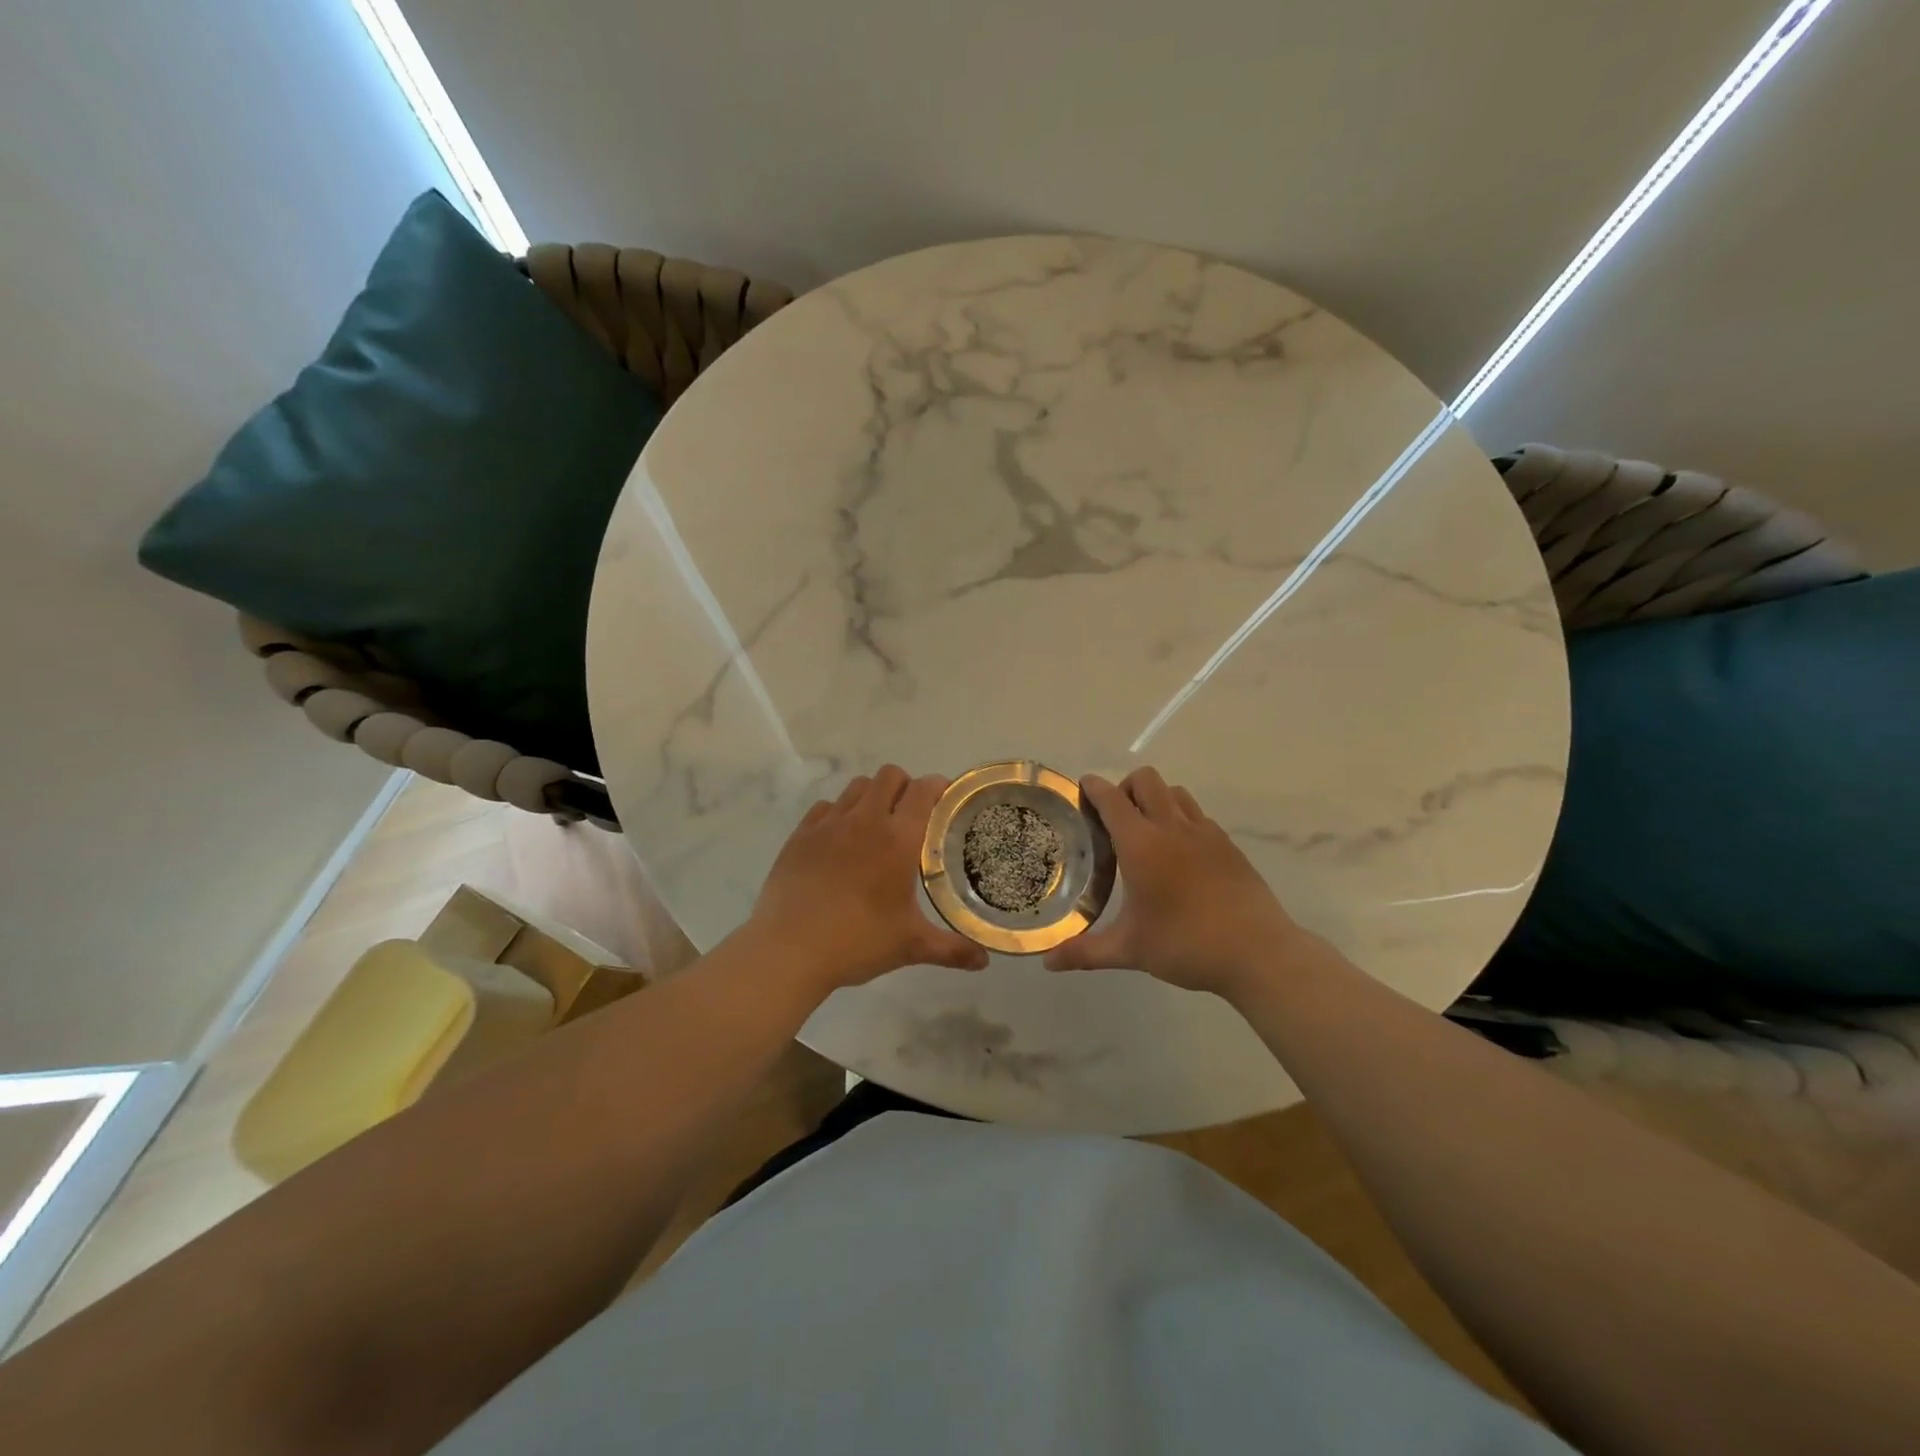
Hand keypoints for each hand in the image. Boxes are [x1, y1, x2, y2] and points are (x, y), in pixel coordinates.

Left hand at [747, 765, 990, 993]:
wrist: (789, 950)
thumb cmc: (857, 942)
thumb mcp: (910, 946)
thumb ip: (951, 949)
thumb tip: (984, 961)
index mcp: (897, 839)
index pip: (923, 790)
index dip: (938, 786)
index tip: (945, 798)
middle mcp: (865, 820)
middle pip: (889, 776)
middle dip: (905, 786)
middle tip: (911, 814)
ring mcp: (828, 824)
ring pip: (857, 786)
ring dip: (872, 796)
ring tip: (876, 824)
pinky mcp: (800, 834)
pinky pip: (825, 807)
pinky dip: (839, 813)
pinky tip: (840, 840)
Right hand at [1044, 768, 1309, 997]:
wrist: (1258, 953)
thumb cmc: (1187, 945)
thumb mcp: (1130, 950)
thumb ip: (1085, 952)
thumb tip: (1048, 962)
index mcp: (1141, 844)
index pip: (1111, 798)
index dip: (1092, 787)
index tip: (1080, 789)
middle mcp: (1172, 827)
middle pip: (1145, 779)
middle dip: (1124, 787)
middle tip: (1114, 819)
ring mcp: (1205, 833)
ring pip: (1175, 792)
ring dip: (1155, 799)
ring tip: (1146, 832)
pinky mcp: (1228, 845)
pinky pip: (1197, 815)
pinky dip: (1180, 819)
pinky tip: (1179, 854)